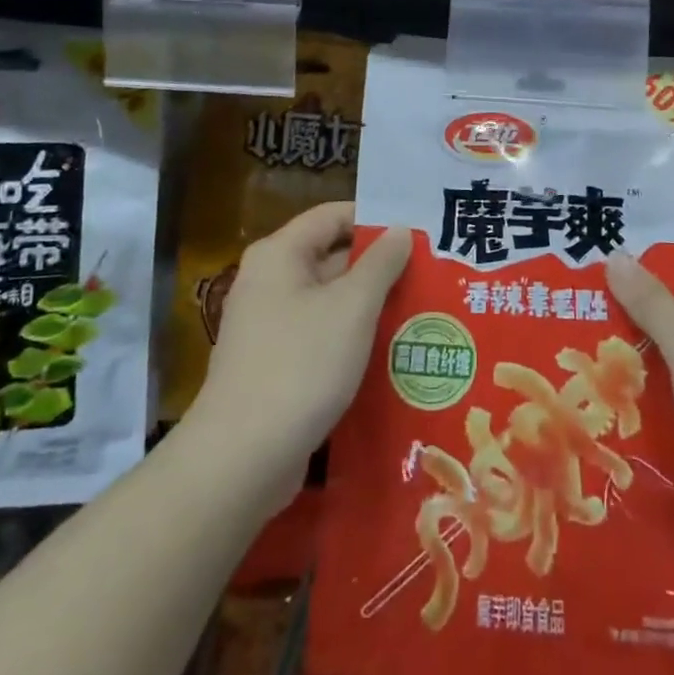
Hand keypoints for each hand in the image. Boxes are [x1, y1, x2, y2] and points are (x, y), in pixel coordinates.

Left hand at [190, 202, 410, 501]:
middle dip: (380, 266)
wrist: (242, 458)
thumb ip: (381, 264)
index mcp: (280, 255)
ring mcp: (269, 326)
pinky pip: (321, 336)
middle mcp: (269, 282)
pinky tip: (392, 351)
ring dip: (371, 305)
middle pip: (332, 257)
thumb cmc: (301, 365)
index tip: (418, 232)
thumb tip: (399, 231)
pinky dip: (352, 338)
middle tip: (431, 273)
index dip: (376, 219)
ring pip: (330, 301)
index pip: (334, 216)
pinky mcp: (275, 365)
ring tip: (423, 310)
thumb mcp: (352, 307)